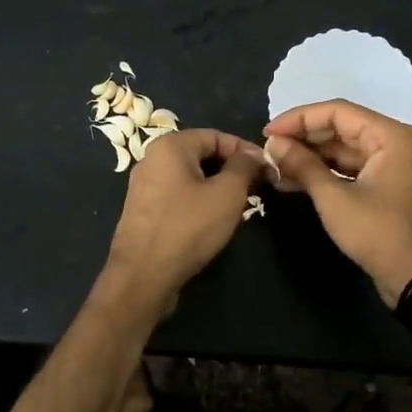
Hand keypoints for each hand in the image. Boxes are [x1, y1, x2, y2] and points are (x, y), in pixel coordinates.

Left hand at [100, 129, 265, 318]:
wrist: (143, 276)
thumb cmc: (188, 227)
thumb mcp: (227, 194)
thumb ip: (244, 167)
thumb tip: (254, 155)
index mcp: (170, 146)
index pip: (217, 136)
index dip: (246, 151)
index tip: (268, 170)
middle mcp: (152, 159)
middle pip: (202, 154)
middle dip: (232, 169)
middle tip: (257, 189)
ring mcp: (144, 186)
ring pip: (191, 177)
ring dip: (217, 187)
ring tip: (240, 206)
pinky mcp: (143, 211)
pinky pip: (178, 195)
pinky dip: (199, 201)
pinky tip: (214, 221)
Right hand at [263, 99, 411, 304]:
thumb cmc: (378, 233)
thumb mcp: (334, 199)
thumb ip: (303, 165)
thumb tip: (273, 143)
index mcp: (391, 136)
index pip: (338, 112)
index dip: (299, 119)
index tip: (268, 131)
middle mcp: (396, 142)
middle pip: (342, 129)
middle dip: (303, 139)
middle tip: (269, 150)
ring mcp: (394, 165)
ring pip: (345, 150)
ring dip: (311, 158)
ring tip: (275, 167)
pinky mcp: (388, 186)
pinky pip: (352, 169)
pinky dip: (326, 173)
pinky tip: (294, 180)